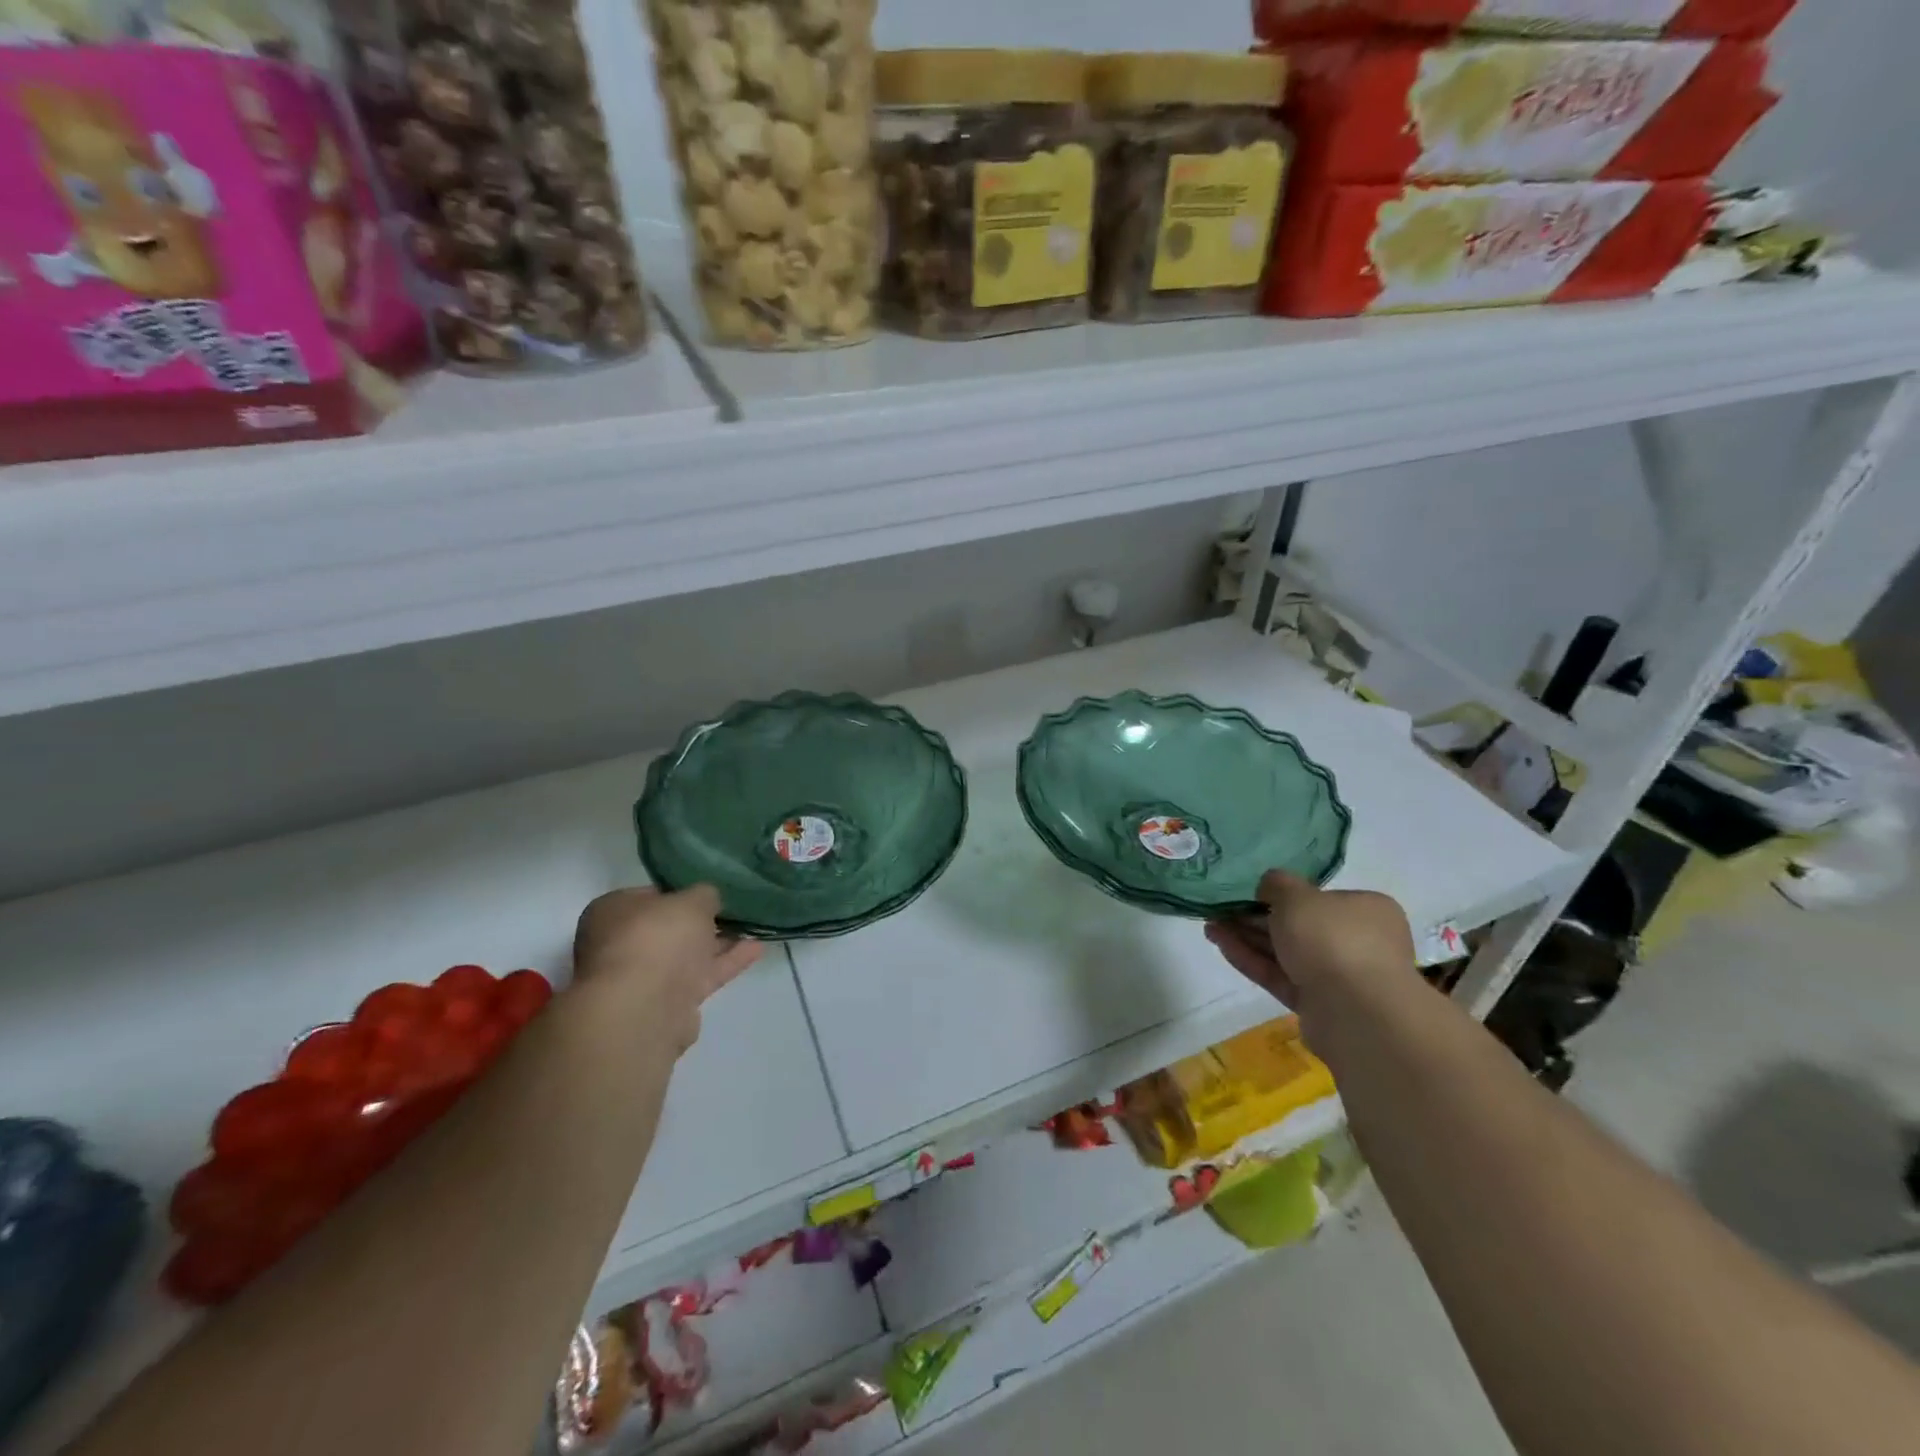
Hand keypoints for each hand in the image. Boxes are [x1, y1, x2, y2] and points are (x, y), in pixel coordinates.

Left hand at [573, 886, 761, 1054]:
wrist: (643, 1008)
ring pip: (685, 955)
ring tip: (753, 928)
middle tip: (732, 910)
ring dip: (717, 944)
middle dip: (700, 922)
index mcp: (612, 912)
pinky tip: (755, 949)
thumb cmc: (657, 938)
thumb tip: (708, 899)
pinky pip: (700, 977)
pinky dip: (726, 963)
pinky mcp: (665, 1005)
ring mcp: (641, 979)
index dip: (680, 891)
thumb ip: (705, 895)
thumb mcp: (692, 900)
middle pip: (667, 929)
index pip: (649, 896)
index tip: (709, 892)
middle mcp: (620, 944)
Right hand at [1205, 870, 1414, 1018]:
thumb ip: (1277, 884)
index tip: (1248, 894)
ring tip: (1210, 928)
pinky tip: (1222, 945)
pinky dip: (1253, 961)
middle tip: (1220, 911)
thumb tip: (1268, 886)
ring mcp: (1339, 976)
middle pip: (1298, 926)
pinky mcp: (1319, 1004)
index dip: (1281, 894)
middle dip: (1255, 918)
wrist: (1357, 1013)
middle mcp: (1358, 942)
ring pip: (1286, 952)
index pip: (1320, 898)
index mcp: (1365, 910)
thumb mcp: (1296, 896)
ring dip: (1248, 939)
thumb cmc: (1332, 939)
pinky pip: (1281, 976)